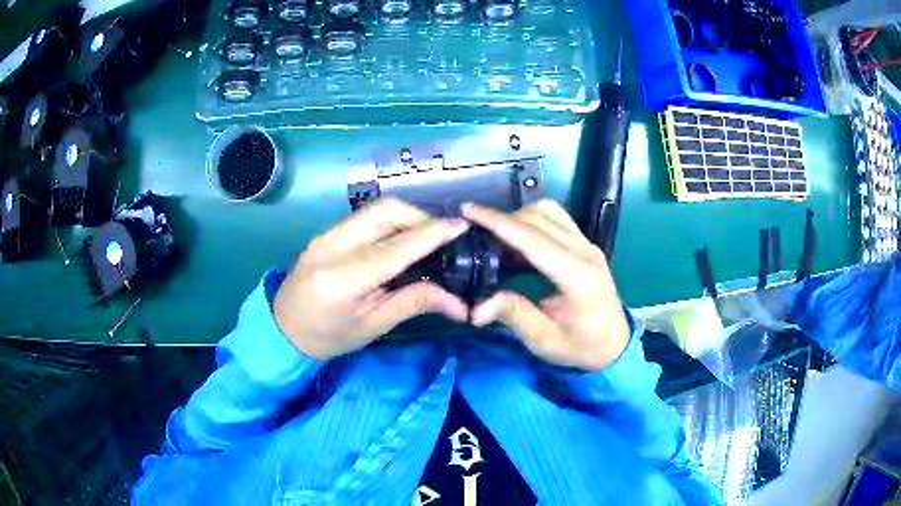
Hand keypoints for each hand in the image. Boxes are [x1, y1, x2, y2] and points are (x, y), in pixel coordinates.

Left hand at [274, 198, 469, 360]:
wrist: (283, 329)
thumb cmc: (329, 338)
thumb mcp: (373, 326)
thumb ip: (414, 304)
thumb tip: (460, 304)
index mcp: (344, 279)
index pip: (396, 247)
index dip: (431, 234)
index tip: (461, 226)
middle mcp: (332, 246)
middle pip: (385, 211)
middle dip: (420, 216)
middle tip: (441, 237)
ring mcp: (326, 235)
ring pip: (375, 209)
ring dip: (406, 217)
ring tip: (424, 239)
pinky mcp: (325, 233)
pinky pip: (364, 218)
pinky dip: (389, 223)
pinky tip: (399, 241)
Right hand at [462, 200, 629, 371]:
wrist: (615, 345)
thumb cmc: (581, 346)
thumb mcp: (545, 340)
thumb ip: (513, 316)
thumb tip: (476, 308)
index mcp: (577, 276)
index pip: (532, 238)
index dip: (498, 223)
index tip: (468, 211)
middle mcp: (585, 252)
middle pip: (540, 217)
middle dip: (503, 219)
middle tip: (475, 233)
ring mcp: (588, 245)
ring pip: (550, 211)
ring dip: (520, 216)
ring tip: (497, 237)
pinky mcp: (586, 245)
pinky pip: (557, 219)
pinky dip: (533, 220)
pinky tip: (519, 241)